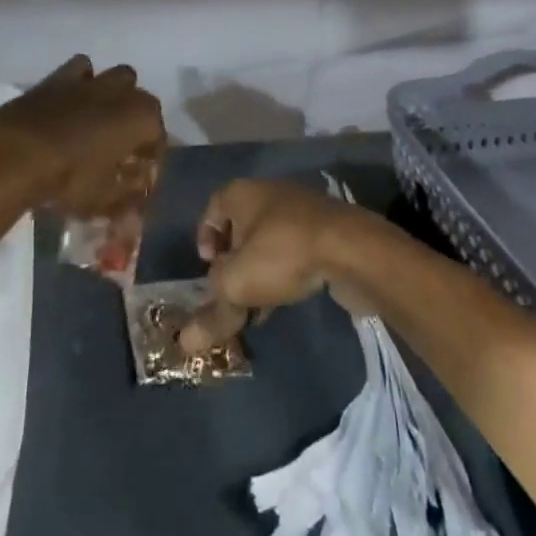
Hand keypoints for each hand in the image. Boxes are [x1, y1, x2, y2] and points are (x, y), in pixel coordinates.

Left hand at [0, 56, 165, 217]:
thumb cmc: (69, 178)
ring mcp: (90, 80)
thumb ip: (127, 198)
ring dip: (113, 95)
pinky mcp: (58, 77)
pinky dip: (80, 83)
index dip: (152, 157)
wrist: (16, 152)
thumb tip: (137, 202)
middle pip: (140, 100)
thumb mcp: (103, 199)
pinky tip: (71, 104)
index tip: (141, 176)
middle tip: (122, 146)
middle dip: (136, 119)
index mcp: (142, 117)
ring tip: (99, 120)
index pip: (158, 135)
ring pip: (114, 77)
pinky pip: (79, 71)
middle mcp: (122, 91)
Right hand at [178, 178, 364, 352]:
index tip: (208, 269)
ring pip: (268, 240)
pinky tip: (286, 299)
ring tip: (258, 304)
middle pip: (241, 225)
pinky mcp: (324, 228)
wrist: (351, 247)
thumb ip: (212, 312)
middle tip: (231, 291)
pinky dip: (285, 270)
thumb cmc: (283, 253)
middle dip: (233, 260)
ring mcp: (299, 208)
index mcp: (241, 193)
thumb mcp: (238, 285)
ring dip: (259, 269)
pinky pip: (293, 248)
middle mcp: (268, 192)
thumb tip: (185, 343)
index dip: (205, 237)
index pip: (212, 208)